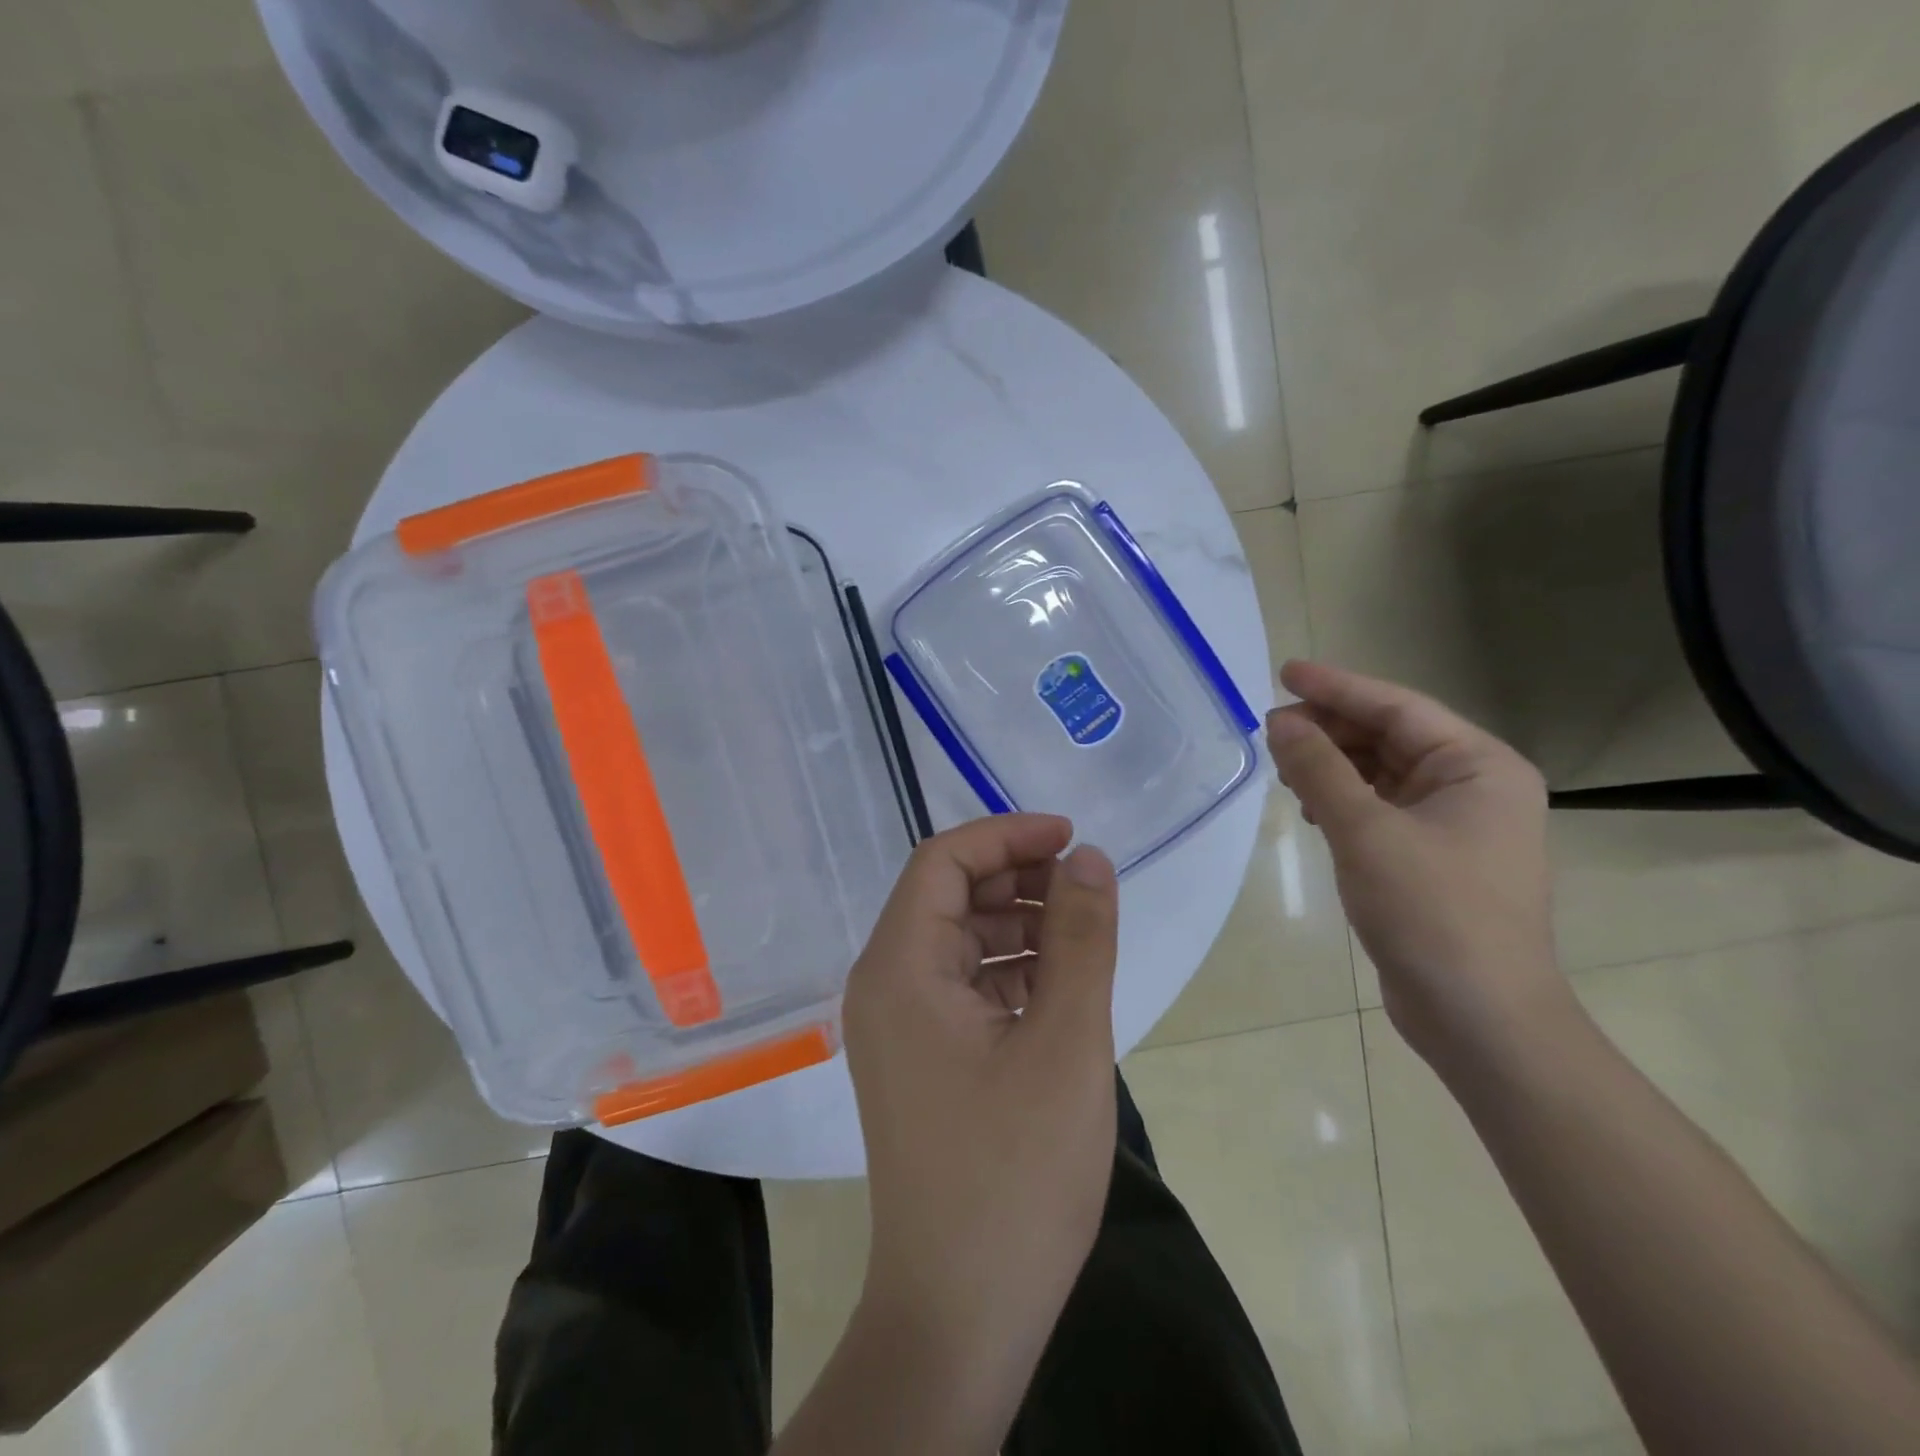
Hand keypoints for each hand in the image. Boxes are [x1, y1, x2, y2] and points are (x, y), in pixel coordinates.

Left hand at [841, 814, 1118, 1433]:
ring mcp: (900, 1025)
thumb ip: (1080, 939)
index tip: (1070, 838)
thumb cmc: (1015, 1174)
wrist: (961, 1313)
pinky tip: (1060, 988)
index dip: (1006, 836)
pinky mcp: (922, 1058)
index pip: (942, 862)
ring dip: (1020, 926)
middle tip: (1087, 889)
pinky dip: (1011, 972)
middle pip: (949, 897)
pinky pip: (965, 986)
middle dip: (1018, 880)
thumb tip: (1088, 858)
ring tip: (1085, 937)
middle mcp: (886, 985)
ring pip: (961, 941)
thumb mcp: (1065, 1041)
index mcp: (900, 968)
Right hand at [1266, 660, 1565, 1066]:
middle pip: (1390, 737)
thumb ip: (1319, 770)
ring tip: (1282, 763)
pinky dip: (1342, 799)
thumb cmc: (1432, 913)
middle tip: (1270, 726)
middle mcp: (1473, 787)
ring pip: (1382, 773)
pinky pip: (1380, 808)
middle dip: (1330, 728)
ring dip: (1332, 764)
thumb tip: (1280, 722)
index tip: (1284, 672)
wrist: (1479, 1017)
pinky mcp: (1431, 858)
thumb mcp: (1366, 832)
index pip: (1397, 708)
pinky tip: (1309, 806)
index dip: (1337, 687)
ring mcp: (1454, 825)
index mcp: (1478, 767)